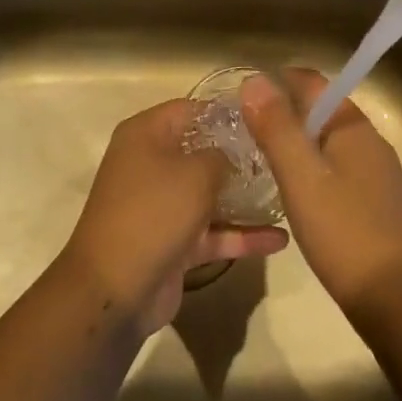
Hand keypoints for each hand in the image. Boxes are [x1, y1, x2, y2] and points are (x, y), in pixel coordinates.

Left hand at [61, 99, 287, 337]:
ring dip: (244, 197)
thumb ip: (222, 155)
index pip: (191, 110)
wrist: (114, 291)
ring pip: (209, 193)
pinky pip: (212, 231)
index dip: (226, 112)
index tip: (265, 118)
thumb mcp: (195, 174)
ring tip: (287, 192)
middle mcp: (151, 164)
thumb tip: (233, 154)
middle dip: (240, 155)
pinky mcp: (174, 242)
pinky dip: (241, 235)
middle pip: (201, 151)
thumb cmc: (153, 213)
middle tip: (280, 154)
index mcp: (146, 135)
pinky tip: (280, 240)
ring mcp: (162, 205)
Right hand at [242, 68, 401, 317]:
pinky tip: (298, 197)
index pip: (313, 82)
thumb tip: (253, 79)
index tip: (243, 98)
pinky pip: (339, 172)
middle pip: (322, 111)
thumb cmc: (347, 234)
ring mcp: (379, 176)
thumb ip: (277, 128)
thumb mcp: (302, 178)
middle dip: (285, 114)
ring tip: (261, 162)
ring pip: (330, 144)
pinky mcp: (379, 206)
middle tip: (244, 132)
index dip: (278, 82)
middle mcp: (370, 142)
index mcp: (353, 127)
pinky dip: (315, 172)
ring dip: (299, 145)